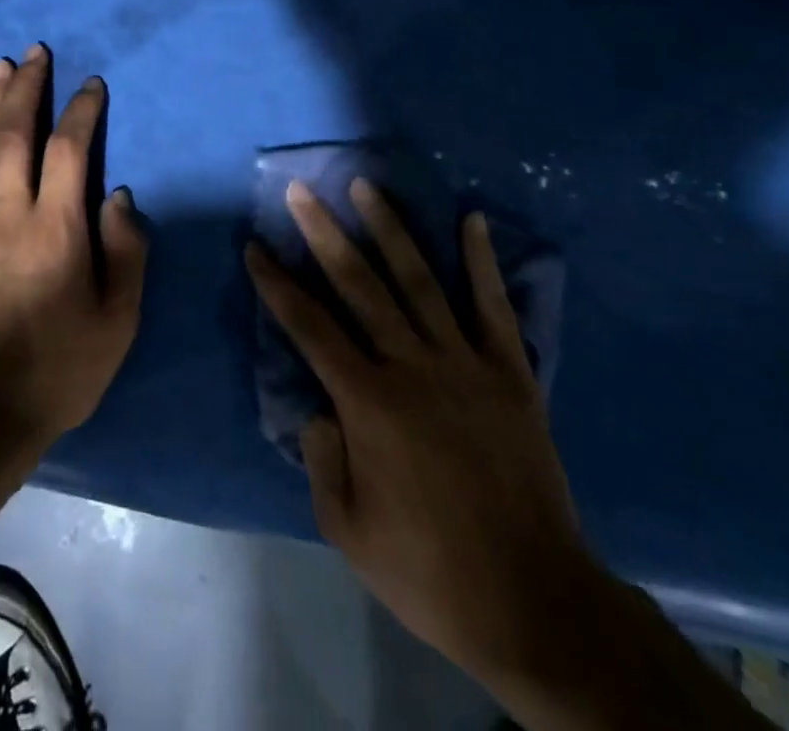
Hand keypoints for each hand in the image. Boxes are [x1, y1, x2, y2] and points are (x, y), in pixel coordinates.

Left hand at [0, 44, 146, 462]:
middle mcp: (10, 213)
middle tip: (35, 53)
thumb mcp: (117, 320)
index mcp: (57, 229)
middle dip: (28, 88)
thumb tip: (117, 195)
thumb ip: (125, 251)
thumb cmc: (60, 367)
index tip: (91, 85)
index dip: (81, 111)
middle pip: (16, 134)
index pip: (69, 150)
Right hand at [245, 179, 591, 684]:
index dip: (277, 284)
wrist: (533, 601)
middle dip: (323, 234)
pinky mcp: (510, 373)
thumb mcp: (347, 528)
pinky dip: (482, 262)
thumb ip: (321, 458)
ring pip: (419, 281)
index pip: (309, 327)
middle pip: (358, 285)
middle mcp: (412, 366)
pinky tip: (471, 220)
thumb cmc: (429, 570)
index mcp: (367, 402)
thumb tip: (315, 405)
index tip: (255, 247)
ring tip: (366, 187)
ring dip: (390, 229)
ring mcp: (465, 363)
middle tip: (301, 191)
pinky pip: (494, 307)